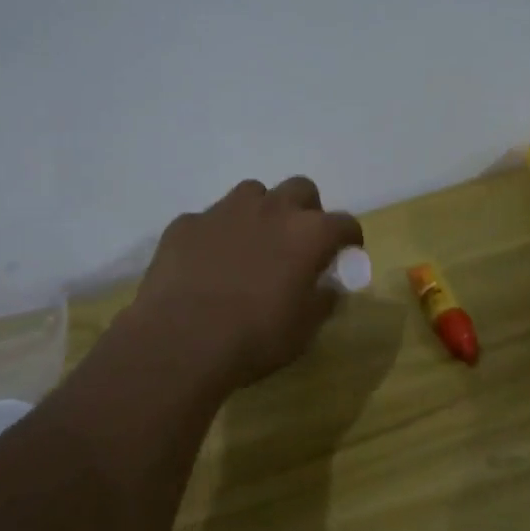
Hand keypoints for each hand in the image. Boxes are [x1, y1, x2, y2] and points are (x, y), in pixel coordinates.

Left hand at [132, 177, 363, 389]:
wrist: (181, 341)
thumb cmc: (255, 338)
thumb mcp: (303, 330)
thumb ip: (322, 300)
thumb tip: (327, 287)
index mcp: (308, 233)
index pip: (344, 223)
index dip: (348, 239)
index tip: (345, 254)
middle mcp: (270, 209)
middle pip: (300, 190)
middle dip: (305, 211)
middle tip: (297, 243)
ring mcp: (224, 210)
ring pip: (252, 194)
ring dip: (260, 213)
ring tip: (251, 245)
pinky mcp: (187, 222)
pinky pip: (209, 219)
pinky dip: (216, 235)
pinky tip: (207, 263)